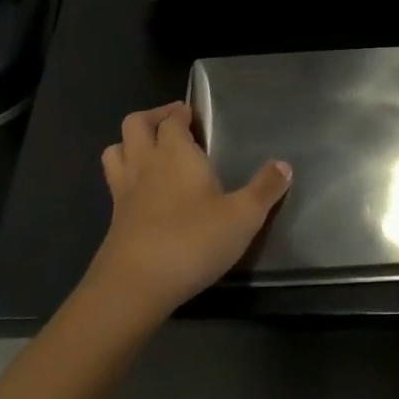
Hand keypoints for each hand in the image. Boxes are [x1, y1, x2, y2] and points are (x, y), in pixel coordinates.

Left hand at [86, 102, 291, 318]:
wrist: (135, 285)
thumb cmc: (193, 241)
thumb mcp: (243, 217)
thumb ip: (264, 189)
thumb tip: (284, 165)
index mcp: (176, 153)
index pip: (172, 119)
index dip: (180, 113)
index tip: (192, 115)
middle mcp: (146, 163)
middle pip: (136, 124)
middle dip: (152, 118)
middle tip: (172, 124)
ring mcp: (124, 191)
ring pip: (115, 150)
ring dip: (130, 143)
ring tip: (151, 151)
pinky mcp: (113, 219)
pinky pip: (113, 182)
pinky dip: (124, 175)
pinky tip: (143, 193)